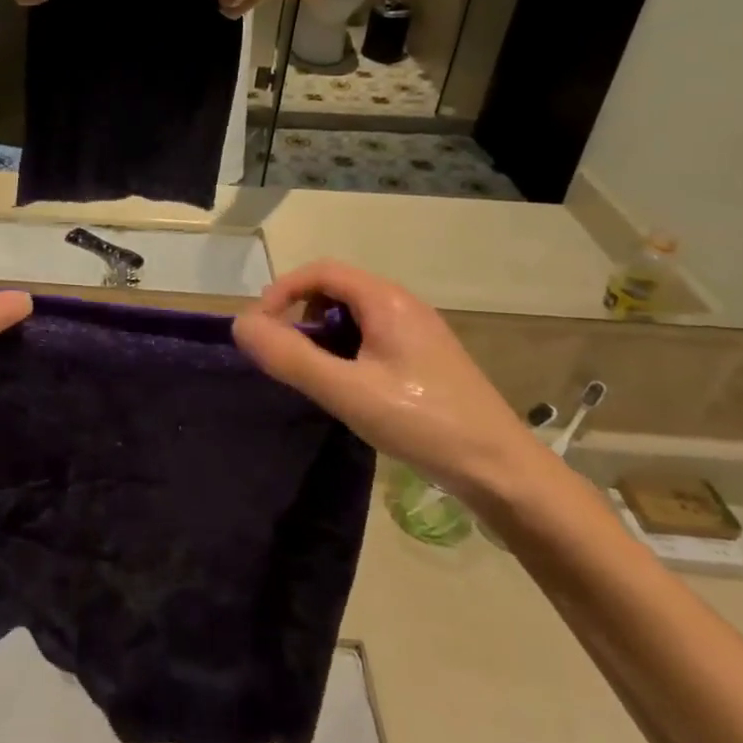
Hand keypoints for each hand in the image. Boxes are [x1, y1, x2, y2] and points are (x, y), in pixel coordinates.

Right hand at [233, 261, 544, 504]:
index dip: (282, 291)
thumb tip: (240, 325)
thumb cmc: (422, 423)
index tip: (260, 329)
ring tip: (312, 375)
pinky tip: (347, 389)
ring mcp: (417, 332)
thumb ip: (291, 357)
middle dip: (300, 315)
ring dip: (322, 335)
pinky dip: (345, 352)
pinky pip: (371, 338)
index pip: (320, 271)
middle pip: (336, 290)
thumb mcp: (347, 391)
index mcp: (386, 300)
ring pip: (353, 316)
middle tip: (283, 355)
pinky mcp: (424, 358)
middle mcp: (403, 305)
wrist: (502, 471)